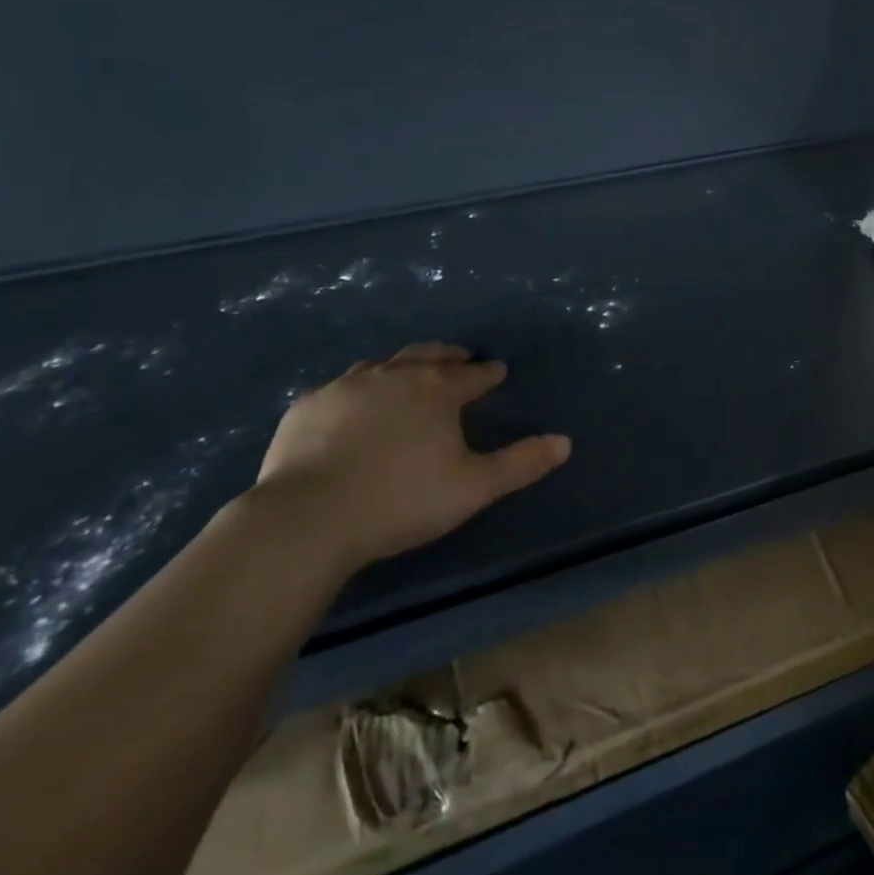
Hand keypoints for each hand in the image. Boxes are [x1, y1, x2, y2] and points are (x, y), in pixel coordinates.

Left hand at [250, 342, 570, 575]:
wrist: (308, 518)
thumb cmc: (401, 500)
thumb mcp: (473, 487)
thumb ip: (521, 463)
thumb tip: (565, 442)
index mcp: (437, 390)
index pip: (472, 375)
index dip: (488, 373)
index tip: (497, 371)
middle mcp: (395, 376)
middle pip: (428, 356)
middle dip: (448, 355)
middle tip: (459, 358)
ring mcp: (347, 387)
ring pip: (383, 364)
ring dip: (403, 365)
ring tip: (409, 373)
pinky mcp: (308, 406)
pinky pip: (341, 385)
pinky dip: (358, 387)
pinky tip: (354, 400)